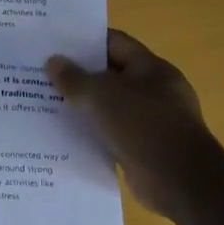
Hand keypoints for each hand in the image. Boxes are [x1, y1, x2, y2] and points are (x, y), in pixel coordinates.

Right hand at [47, 29, 216, 220]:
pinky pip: (111, 134)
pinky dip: (92, 133)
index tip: (54, 43)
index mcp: (151, 68)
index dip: (85, 41)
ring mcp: (151, 122)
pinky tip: (64, 135)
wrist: (181, 183)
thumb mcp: (102, 95)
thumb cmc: (144, 126)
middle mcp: (154, 91)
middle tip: (42, 73)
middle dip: (79, 75)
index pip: (115, 42)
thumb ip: (75, 78)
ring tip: (46, 103)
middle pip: (110, 74)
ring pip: (109, 106)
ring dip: (83, 106)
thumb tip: (53, 62)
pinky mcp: (144, 149)